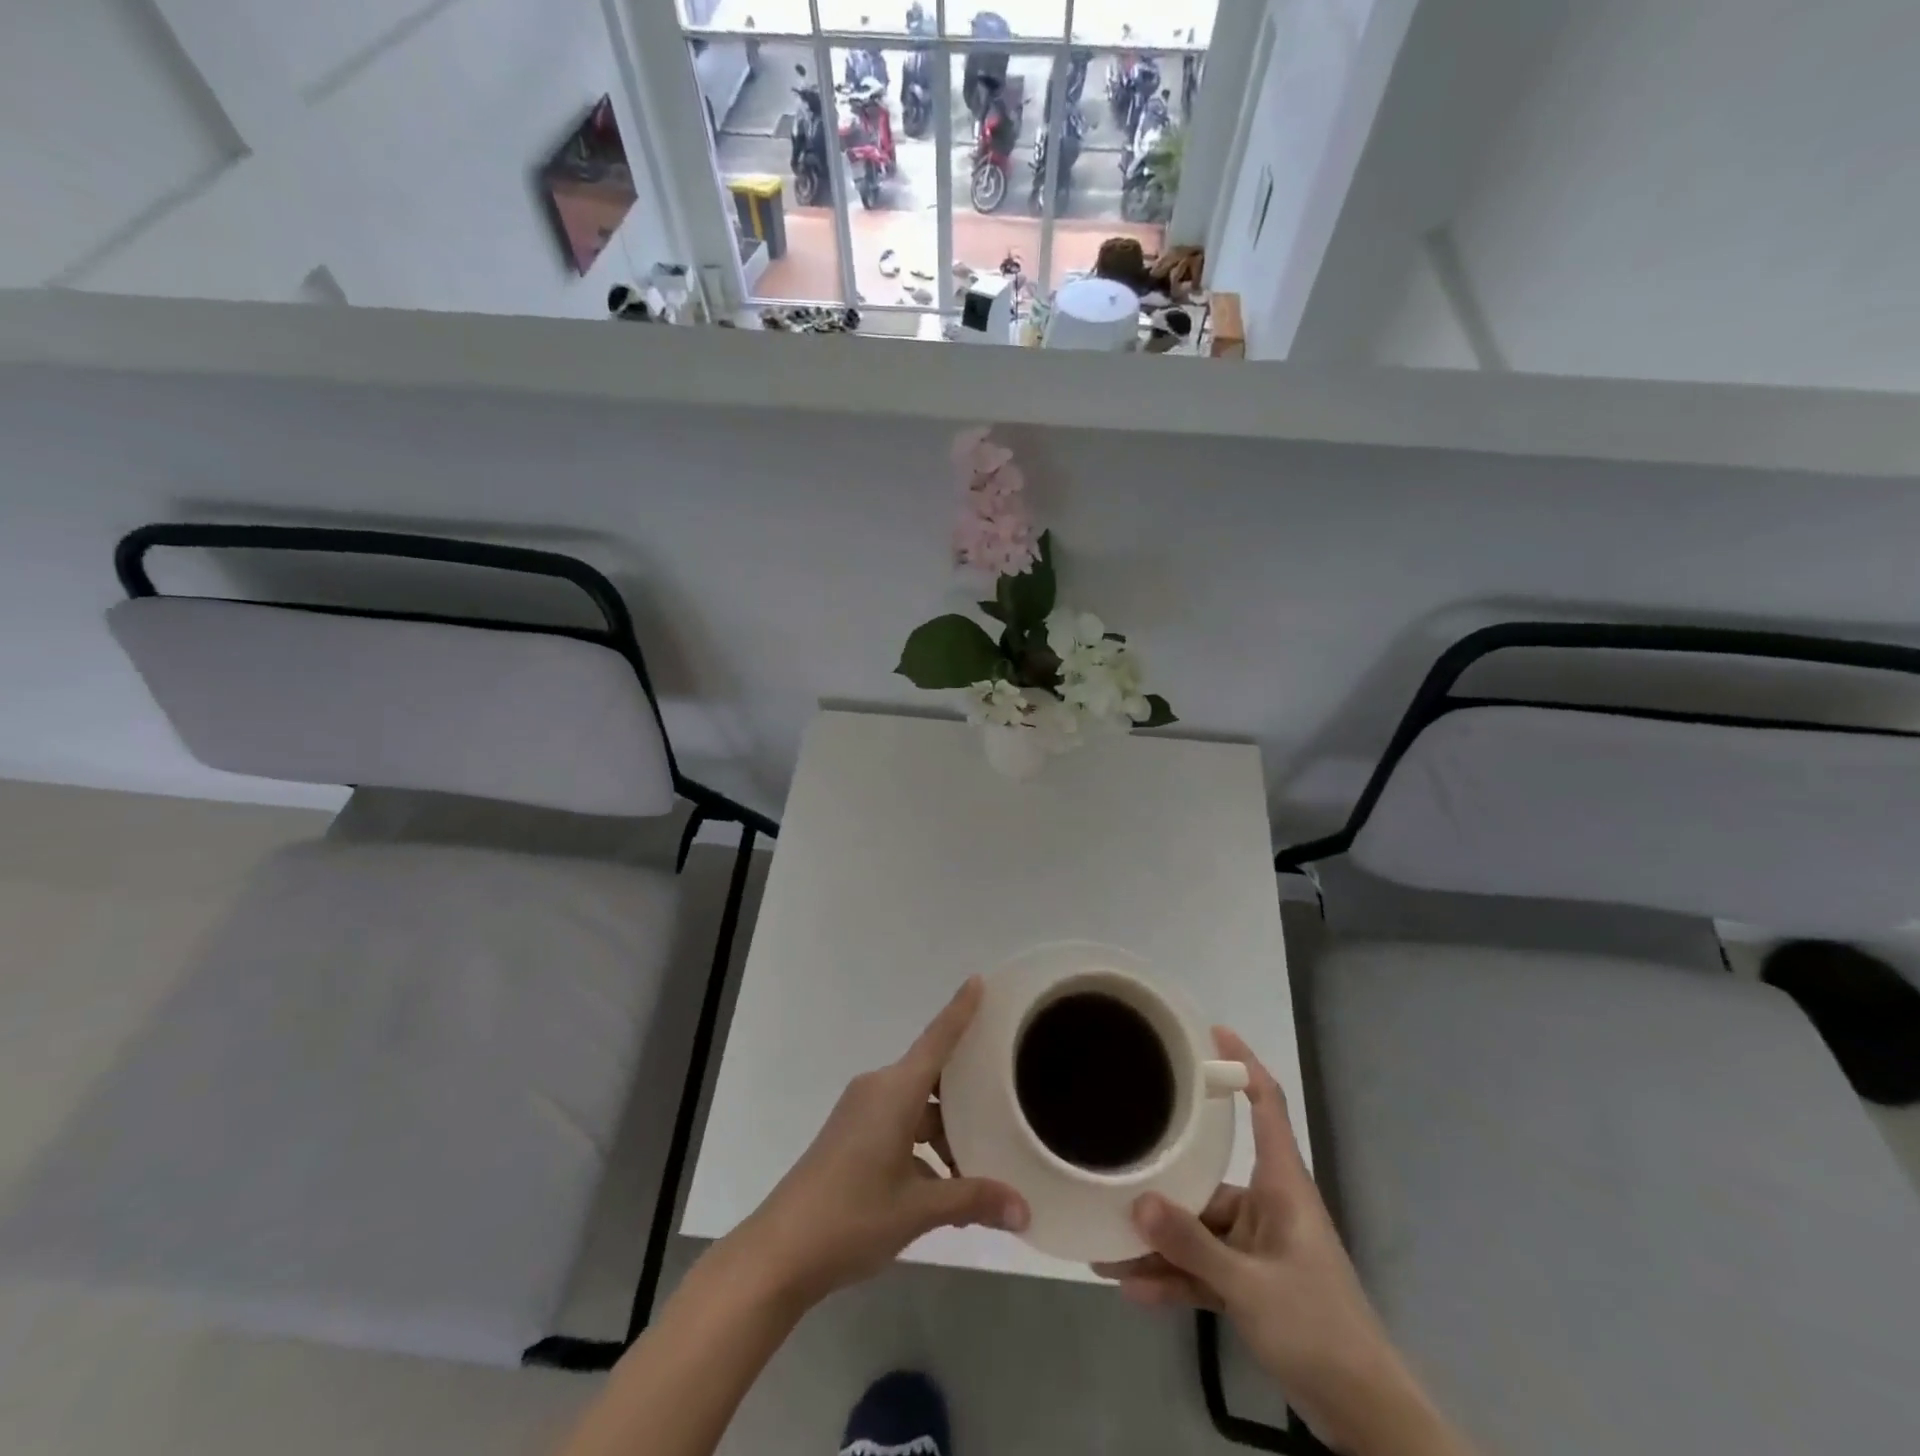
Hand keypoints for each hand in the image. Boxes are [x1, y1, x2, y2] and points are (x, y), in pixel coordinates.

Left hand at [729, 976, 1029, 1307]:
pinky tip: (943, 1187)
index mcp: (894, 1091)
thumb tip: (1025, 1211)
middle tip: (1003, 1099)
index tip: (978, 980)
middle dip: (965, 1093)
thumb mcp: (917, 1210)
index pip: (936, 1039)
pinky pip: (898, 1125)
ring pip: (915, 1107)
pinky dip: (922, 1147)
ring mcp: (860, 1113)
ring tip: (979, 1166)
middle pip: (930, 1077)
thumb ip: (973, 1201)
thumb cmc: (851, 1217)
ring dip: (944, 1131)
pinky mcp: (850, 1136)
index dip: (960, 1010)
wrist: (779, 1252)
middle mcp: (877, 1090)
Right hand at [1092, 1029, 1444, 1453]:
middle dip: (1164, 1180)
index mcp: (1283, 1185)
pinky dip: (1174, 1277)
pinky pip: (1204, 1268)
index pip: (1267, 1104)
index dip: (1243, 1062)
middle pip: (1209, 1175)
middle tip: (1115, 1164)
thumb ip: (1191, 1246)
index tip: (1211, 1031)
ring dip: (1159, 1241)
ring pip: (1199, 1228)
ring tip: (1106, 1247)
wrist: (1366, 1417)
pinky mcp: (1252, 1284)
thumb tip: (1136, 1202)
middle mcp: (1268, 1205)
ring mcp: (1259, 1247)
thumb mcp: (1250, 1287)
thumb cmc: (1319, 1329)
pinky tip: (1132, 1288)